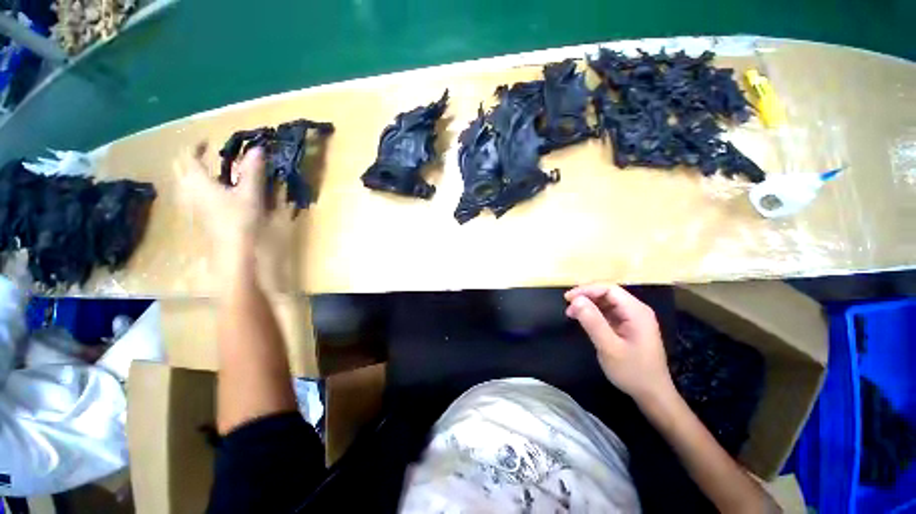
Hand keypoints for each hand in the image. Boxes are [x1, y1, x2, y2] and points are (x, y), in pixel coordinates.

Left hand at [175, 143, 265, 276]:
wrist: (232, 250)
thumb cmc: (240, 219)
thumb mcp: (249, 193)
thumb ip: (252, 171)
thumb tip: (257, 149)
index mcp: (198, 181)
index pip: (188, 156)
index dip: (196, 145)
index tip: (208, 141)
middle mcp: (188, 190)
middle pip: (179, 167)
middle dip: (189, 157)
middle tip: (206, 154)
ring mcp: (189, 204)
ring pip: (182, 181)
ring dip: (191, 172)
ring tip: (209, 171)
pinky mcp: (195, 215)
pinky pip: (188, 193)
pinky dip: (196, 186)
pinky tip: (210, 192)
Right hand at [564, 283, 674, 404]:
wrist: (653, 395)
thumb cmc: (633, 372)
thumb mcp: (609, 347)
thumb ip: (593, 322)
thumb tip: (576, 300)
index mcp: (636, 311)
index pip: (609, 289)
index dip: (587, 290)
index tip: (568, 298)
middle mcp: (636, 310)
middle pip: (608, 293)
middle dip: (586, 296)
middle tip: (568, 306)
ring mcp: (633, 318)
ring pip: (606, 302)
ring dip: (588, 304)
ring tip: (571, 314)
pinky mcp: (628, 326)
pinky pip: (608, 312)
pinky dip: (593, 313)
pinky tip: (583, 320)